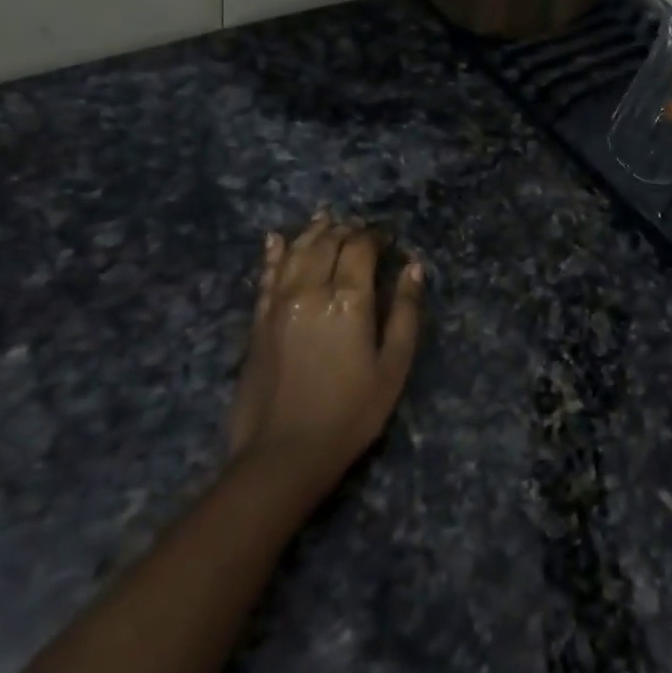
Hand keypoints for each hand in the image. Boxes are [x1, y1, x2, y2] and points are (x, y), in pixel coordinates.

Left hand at [228, 214, 422, 489]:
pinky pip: (266, 275)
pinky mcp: (258, 321)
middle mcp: (311, 290)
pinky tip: (277, 239)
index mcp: (349, 299)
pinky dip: (273, 253)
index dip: (376, 236)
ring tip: (326, 219)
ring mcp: (279, 303)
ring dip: (313, 232)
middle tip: (361, 230)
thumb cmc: (351, 412)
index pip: (360, 248)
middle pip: (327, 243)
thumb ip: (405, 311)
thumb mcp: (393, 366)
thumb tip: (413, 266)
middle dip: (347, 230)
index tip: (388, 238)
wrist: (283, 454)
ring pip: (295, 251)